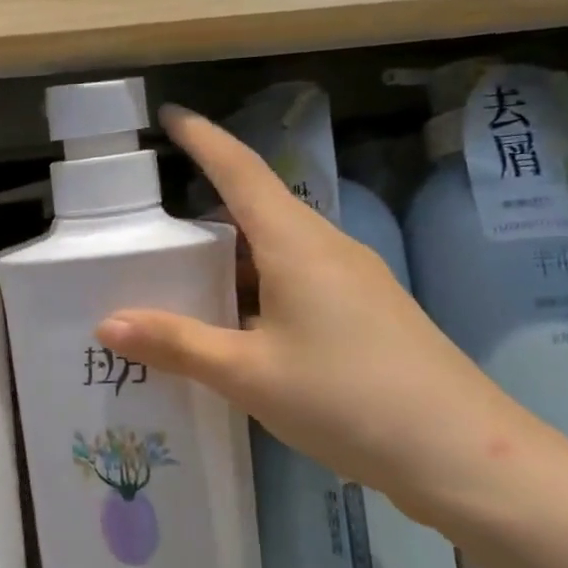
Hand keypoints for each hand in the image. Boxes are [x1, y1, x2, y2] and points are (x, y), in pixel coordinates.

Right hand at [96, 107, 537, 524]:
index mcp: (297, 244)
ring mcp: (352, 281)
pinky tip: (233, 328)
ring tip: (179, 283)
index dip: (203, 139)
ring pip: (276, 252)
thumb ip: (177, 344)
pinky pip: (296, 283)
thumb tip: (108, 323)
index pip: (241, 171)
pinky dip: (254, 291)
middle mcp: (327, 248)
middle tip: (150, 232)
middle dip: (204, 211)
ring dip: (229, 259)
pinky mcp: (365, 314)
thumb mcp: (247, 372)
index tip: (169, 116)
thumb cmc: (345, 397)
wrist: (459, 452)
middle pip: (257, 210)